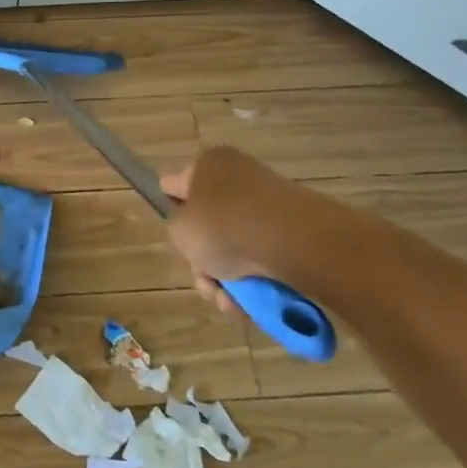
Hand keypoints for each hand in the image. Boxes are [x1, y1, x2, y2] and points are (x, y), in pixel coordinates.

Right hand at [161, 146, 367, 312]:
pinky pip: (264, 256)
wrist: (291, 241)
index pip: (178, 185)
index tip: (177, 237)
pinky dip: (255, 280)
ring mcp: (269, 203)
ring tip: (229, 301)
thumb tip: (192, 224)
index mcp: (208, 165)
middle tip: (205, 282)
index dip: (172, 210)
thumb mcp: (179, 228)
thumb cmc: (223, 225)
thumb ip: (176, 225)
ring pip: (236, 247)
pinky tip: (249, 302)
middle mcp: (239, 177)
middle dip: (205, 261)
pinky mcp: (295, 229)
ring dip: (227, 280)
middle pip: (210, 225)